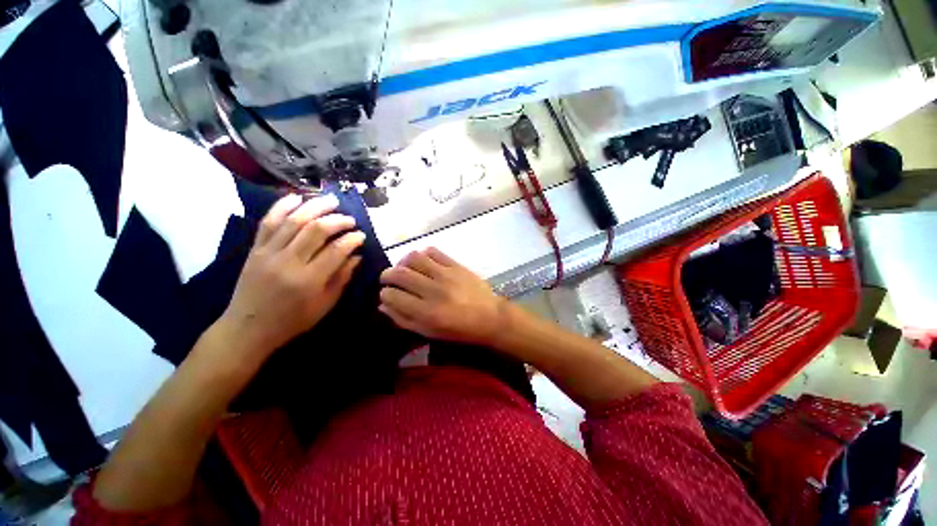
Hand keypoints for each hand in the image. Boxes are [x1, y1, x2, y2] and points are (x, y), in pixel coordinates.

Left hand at [218, 193, 363, 363]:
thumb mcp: (325, 304)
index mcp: (309, 280)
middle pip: (315, 230)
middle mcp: (288, 262)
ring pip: (293, 220)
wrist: (247, 327)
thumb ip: (342, 278)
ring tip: (331, 201)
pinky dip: (282, 206)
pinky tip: (296, 197)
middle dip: (337, 220)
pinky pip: (268, 222)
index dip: (352, 239)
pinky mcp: (255, 249)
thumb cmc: (293, 320)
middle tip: (350, 219)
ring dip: (315, 207)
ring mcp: (268, 253)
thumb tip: (356, 256)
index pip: (336, 250)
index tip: (361, 235)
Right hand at [379, 248, 506, 345]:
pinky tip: (423, 262)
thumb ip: (404, 320)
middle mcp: (433, 290)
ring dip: (403, 262)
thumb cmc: (459, 330)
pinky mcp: (456, 265)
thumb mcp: (429, 333)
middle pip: (399, 273)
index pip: (392, 295)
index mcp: (426, 312)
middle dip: (387, 275)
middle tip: (388, 279)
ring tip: (404, 268)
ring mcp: (446, 274)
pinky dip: (423, 254)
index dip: (384, 294)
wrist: (490, 317)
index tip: (387, 294)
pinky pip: (433, 251)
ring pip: (414, 257)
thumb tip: (383, 304)